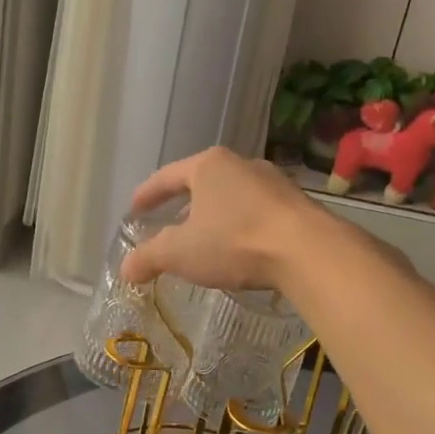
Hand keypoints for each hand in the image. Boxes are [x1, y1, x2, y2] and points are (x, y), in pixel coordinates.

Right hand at [119, 148, 317, 292]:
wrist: (308, 251)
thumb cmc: (234, 241)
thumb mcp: (180, 252)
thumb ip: (149, 257)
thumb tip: (125, 268)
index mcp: (208, 166)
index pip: (167, 176)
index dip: (147, 194)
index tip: (134, 208)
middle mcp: (241, 165)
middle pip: (202, 184)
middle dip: (184, 207)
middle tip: (169, 228)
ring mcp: (273, 183)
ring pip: (232, 198)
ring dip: (215, 218)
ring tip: (205, 242)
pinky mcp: (297, 205)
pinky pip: (257, 214)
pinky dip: (241, 228)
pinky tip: (240, 250)